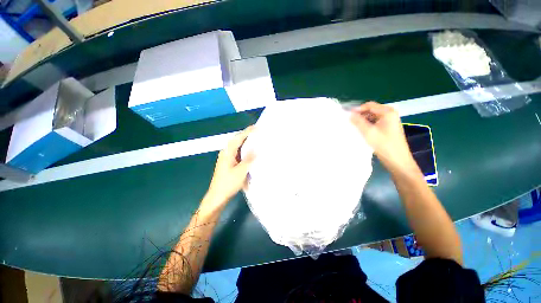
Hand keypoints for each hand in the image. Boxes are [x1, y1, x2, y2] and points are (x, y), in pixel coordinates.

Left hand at [204, 126, 255, 209]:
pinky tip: (251, 154)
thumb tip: (257, 149)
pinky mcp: (229, 163)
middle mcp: (226, 153)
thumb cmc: (228, 183)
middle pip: (237, 141)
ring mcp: (227, 158)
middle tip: (259, 133)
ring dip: (247, 143)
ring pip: (238, 147)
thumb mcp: (241, 171)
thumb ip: (249, 159)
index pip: (238, 138)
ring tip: (257, 141)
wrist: (218, 196)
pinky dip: (245, 151)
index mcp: (228, 152)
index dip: (248, 131)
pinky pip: (239, 154)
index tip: (257, 127)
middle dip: (248, 136)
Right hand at [350, 102, 416, 172]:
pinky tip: (361, 131)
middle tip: (350, 122)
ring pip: (372, 117)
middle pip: (371, 110)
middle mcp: (390, 114)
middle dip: (360, 115)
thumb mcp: (368, 132)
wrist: (397, 160)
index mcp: (388, 112)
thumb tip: (349, 114)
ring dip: (363, 120)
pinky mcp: (388, 128)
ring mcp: (390, 121)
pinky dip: (368, 125)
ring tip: (354, 127)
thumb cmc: (384, 145)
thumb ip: (358, 121)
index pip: (369, 105)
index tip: (347, 116)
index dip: (357, 110)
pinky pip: (375, 122)